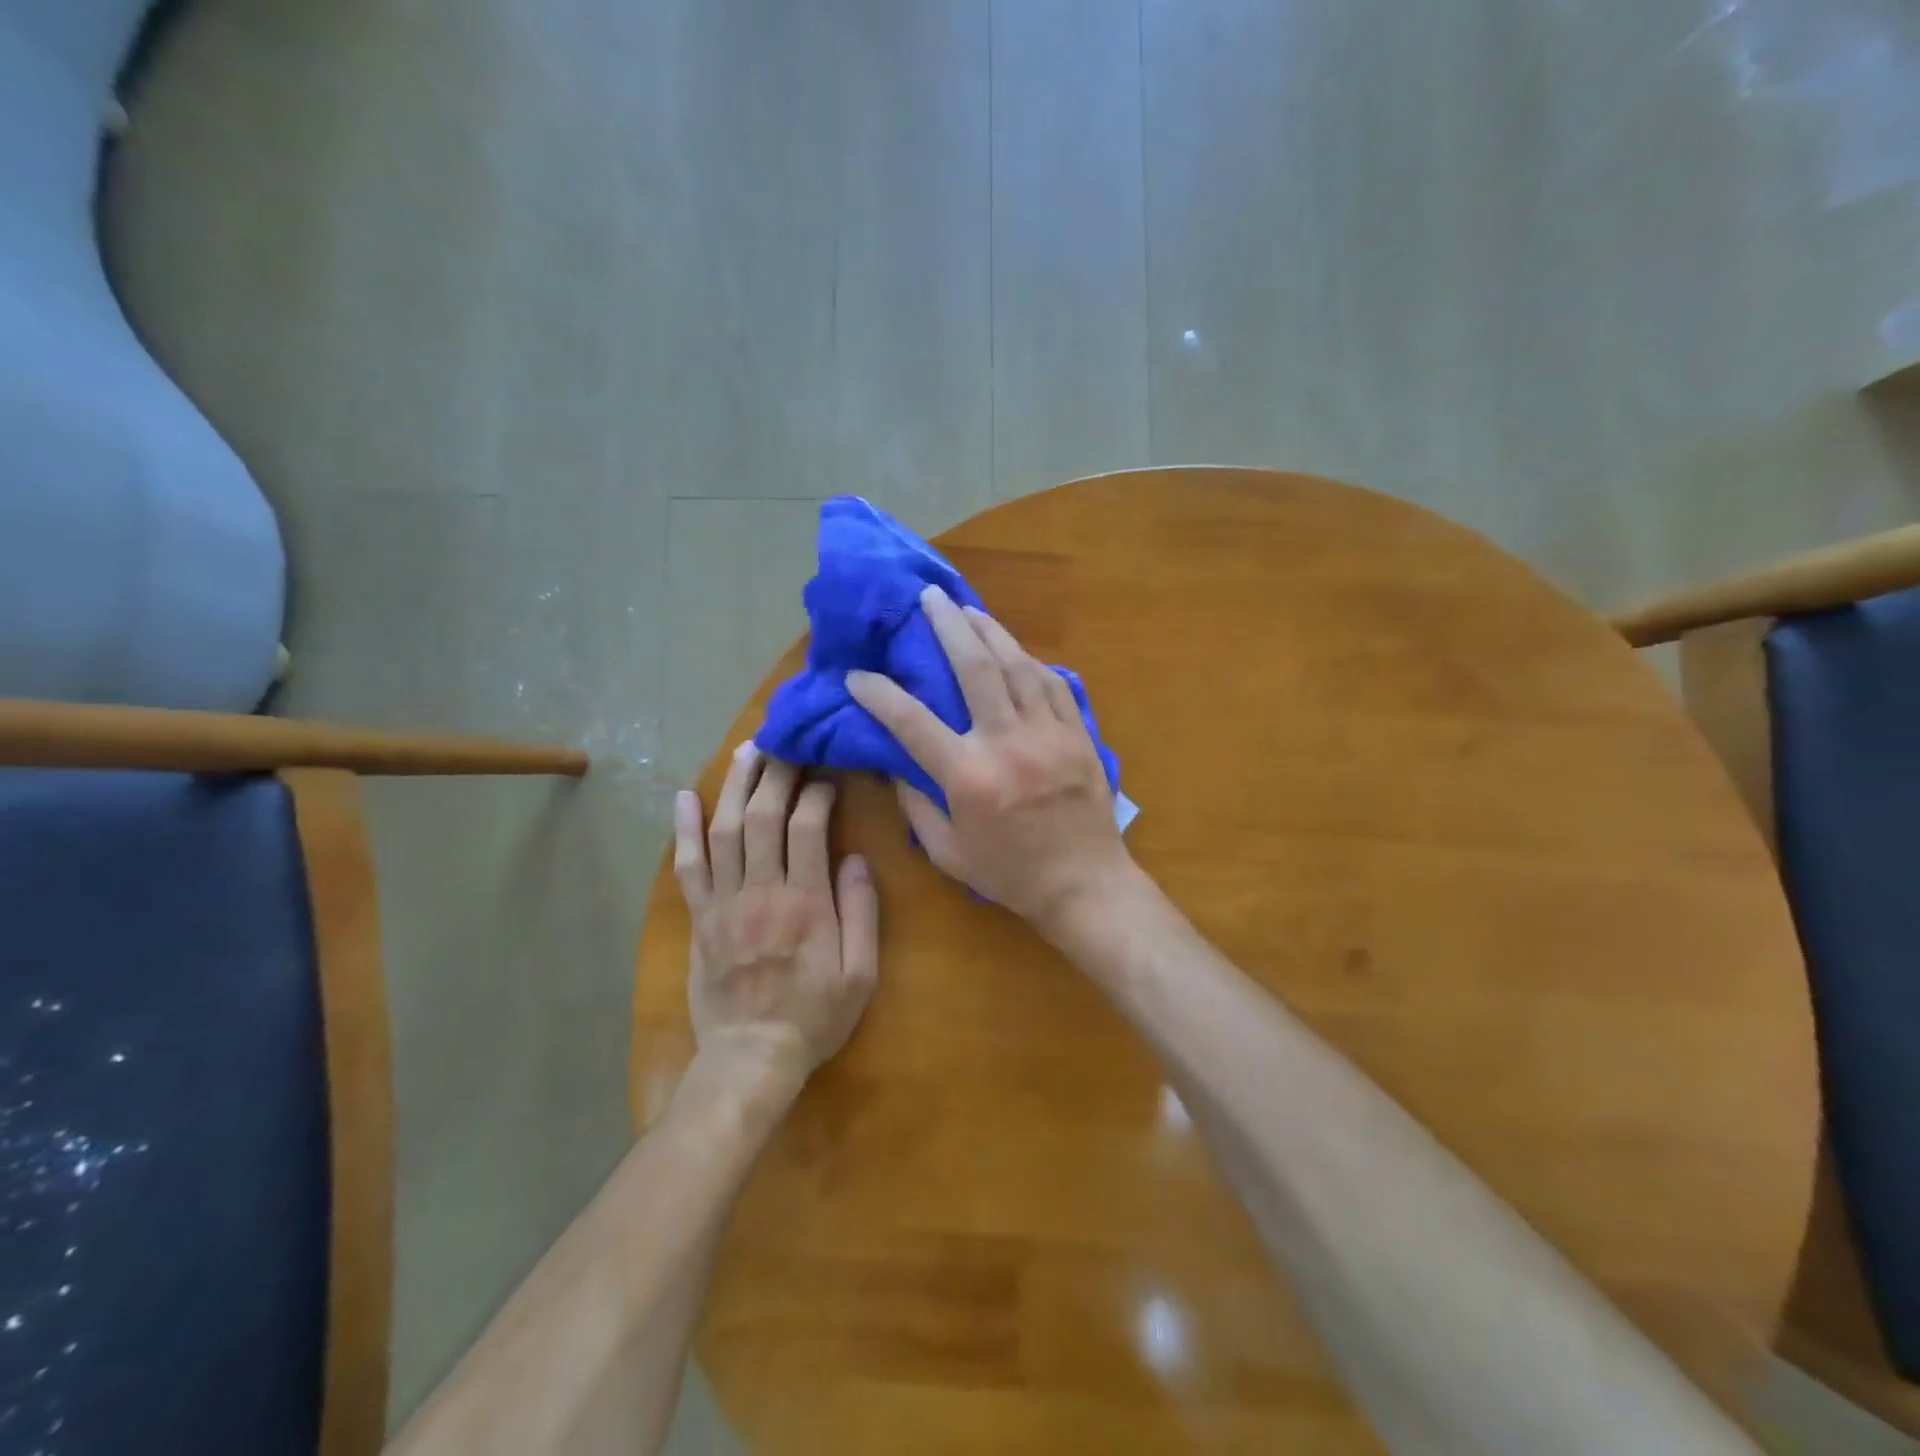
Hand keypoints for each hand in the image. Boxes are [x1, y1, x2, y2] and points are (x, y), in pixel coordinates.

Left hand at [674, 747, 878, 1095]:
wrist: (751, 1059)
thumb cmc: (814, 1017)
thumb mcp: (860, 974)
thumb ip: (861, 913)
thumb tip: (855, 859)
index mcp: (805, 904)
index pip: (807, 828)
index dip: (816, 792)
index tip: (827, 773)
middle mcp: (761, 893)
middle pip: (762, 817)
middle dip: (774, 773)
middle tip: (784, 741)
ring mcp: (723, 903)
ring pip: (723, 831)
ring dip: (733, 787)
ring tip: (745, 751)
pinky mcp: (699, 918)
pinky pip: (687, 867)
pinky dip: (684, 830)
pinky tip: (683, 798)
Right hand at [847, 584, 1135, 935]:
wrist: (1085, 885)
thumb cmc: (1011, 875)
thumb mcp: (948, 853)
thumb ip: (917, 807)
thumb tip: (898, 765)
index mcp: (969, 776)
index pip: (912, 722)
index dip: (879, 694)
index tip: (857, 675)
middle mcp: (1007, 743)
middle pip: (975, 669)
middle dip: (948, 627)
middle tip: (929, 598)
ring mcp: (1048, 734)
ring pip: (1018, 666)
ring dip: (990, 632)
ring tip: (968, 609)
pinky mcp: (1078, 734)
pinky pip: (1053, 685)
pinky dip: (1030, 663)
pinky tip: (1015, 650)